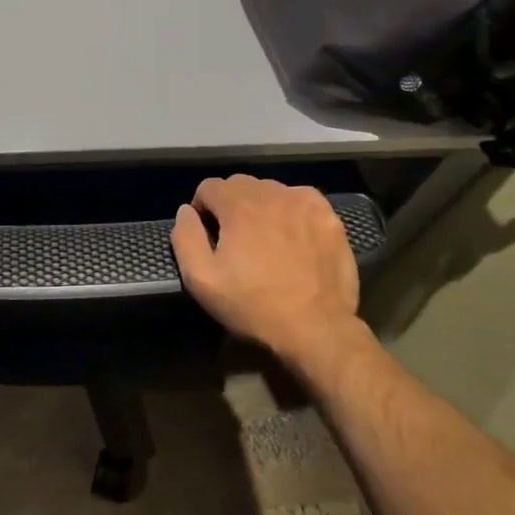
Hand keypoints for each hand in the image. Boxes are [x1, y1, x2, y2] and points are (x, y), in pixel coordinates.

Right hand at [170, 175, 360, 376]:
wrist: (316, 329)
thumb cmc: (253, 306)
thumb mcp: (201, 280)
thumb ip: (185, 237)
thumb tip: (186, 211)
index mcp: (238, 205)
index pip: (209, 186)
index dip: (202, 209)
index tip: (208, 236)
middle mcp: (271, 193)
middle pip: (240, 185)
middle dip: (230, 205)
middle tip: (235, 240)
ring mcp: (304, 202)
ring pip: (271, 191)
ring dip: (261, 207)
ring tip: (265, 239)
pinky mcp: (328, 216)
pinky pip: (301, 200)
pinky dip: (291, 211)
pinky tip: (294, 236)